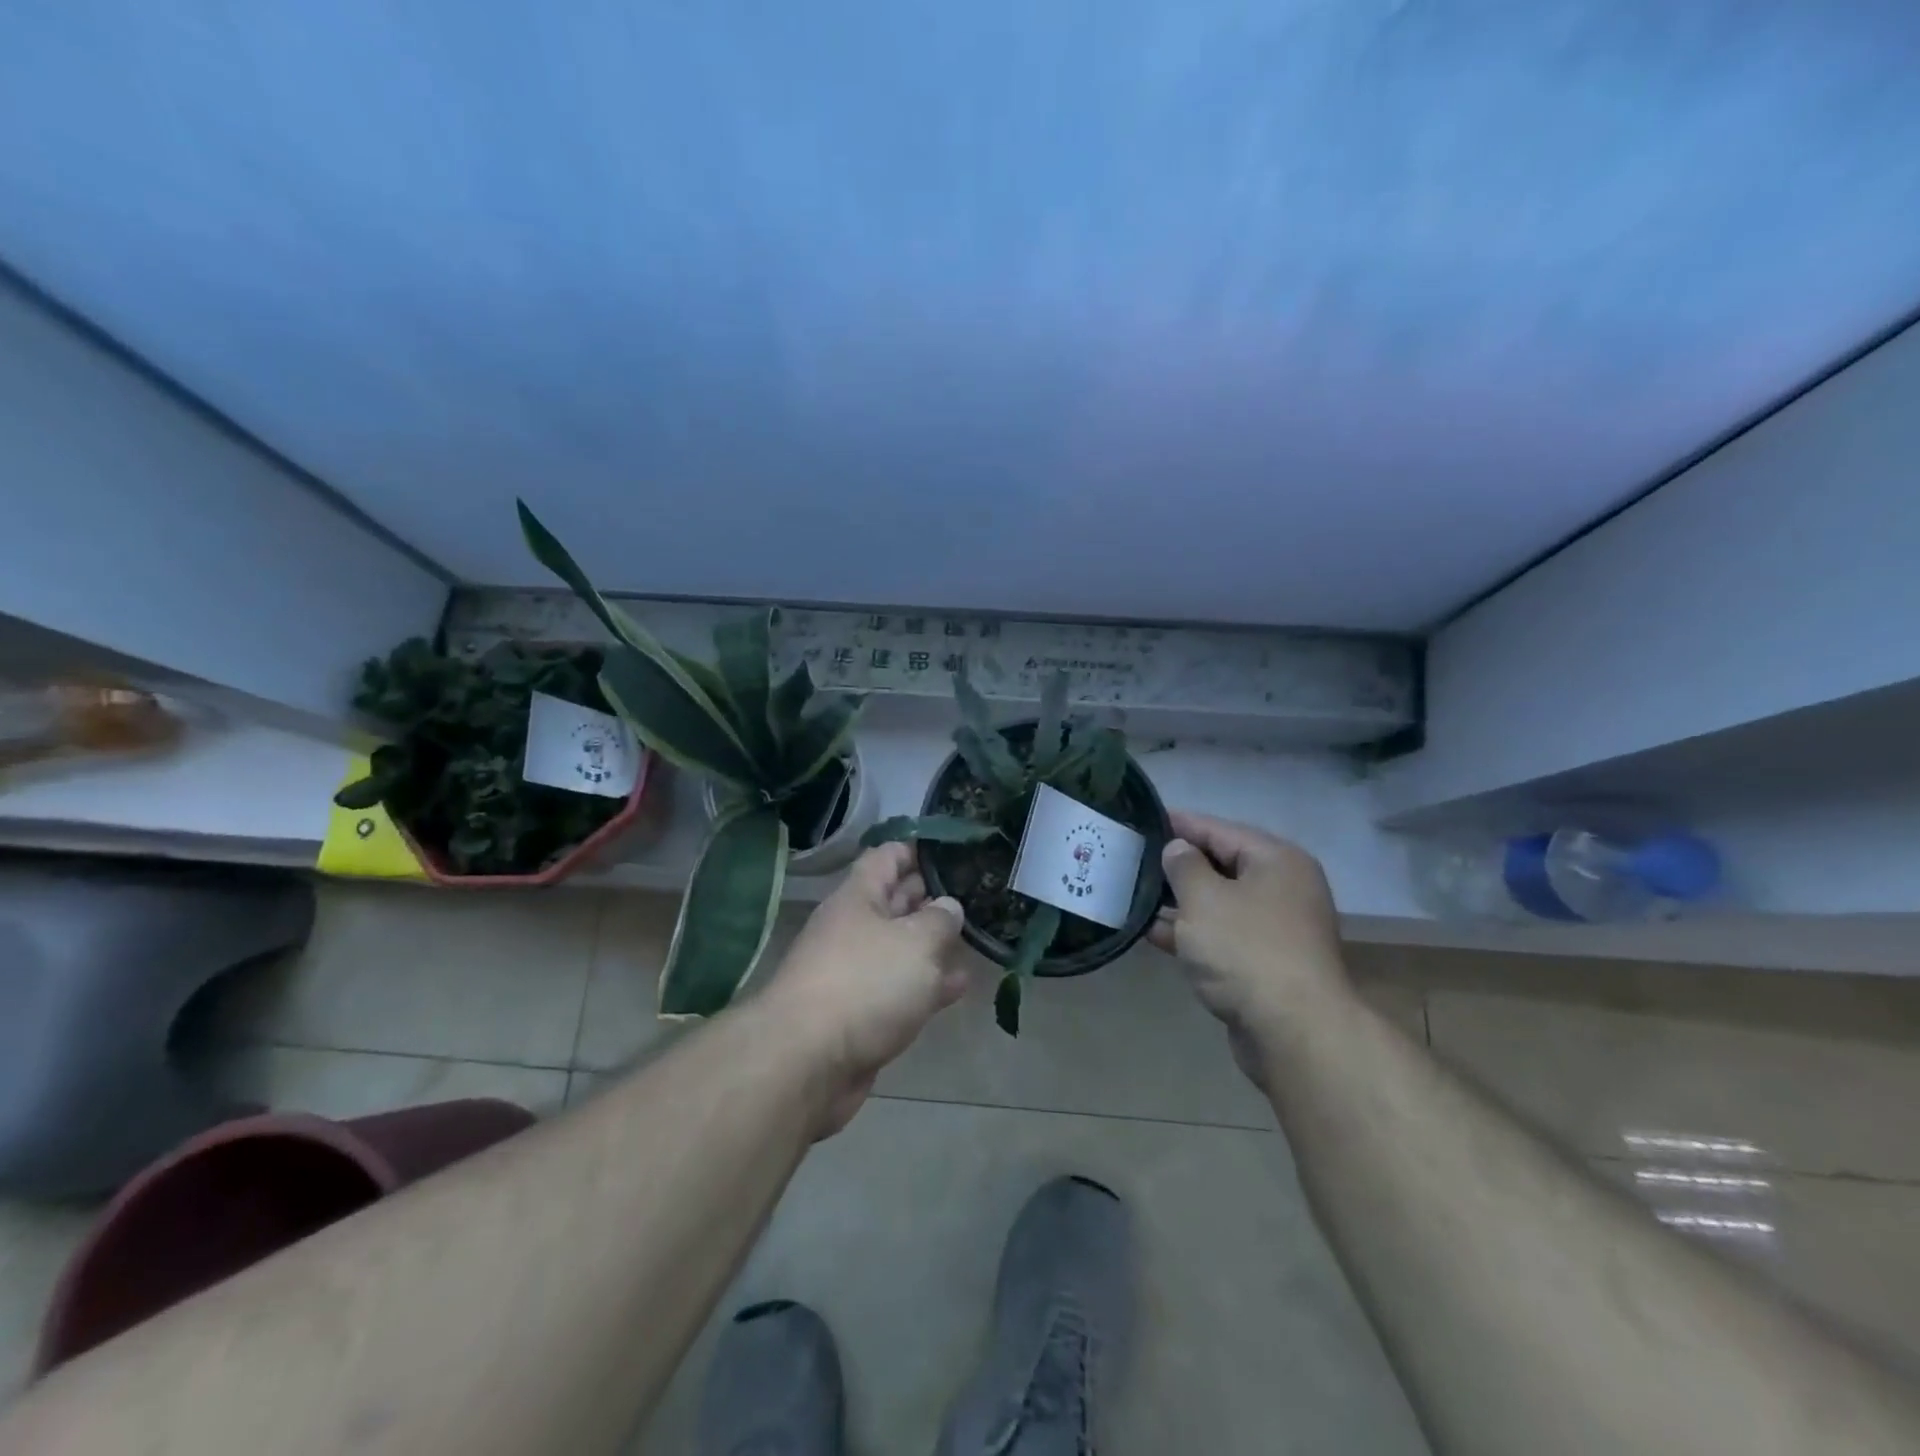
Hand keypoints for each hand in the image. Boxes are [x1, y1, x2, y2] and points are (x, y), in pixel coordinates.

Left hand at [759, 843, 967, 1134]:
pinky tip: (960, 986)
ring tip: (975, 936)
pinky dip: (928, 985)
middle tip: (974, 892)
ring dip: (933, 944)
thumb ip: (939, 920)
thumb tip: (949, 906)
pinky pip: (900, 989)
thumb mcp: (916, 941)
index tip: (952, 850)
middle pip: (894, 901)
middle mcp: (853, 929)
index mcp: (858, 898)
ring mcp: (855, 973)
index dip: (917, 849)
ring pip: (900, 948)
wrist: (808, 1062)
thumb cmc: (865, 983)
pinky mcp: (861, 1014)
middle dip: (930, 896)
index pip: (887, 857)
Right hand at [1148, 811, 1348, 1077]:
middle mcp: (1282, 889)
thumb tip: (1178, 849)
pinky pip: (1220, 935)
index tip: (1143, 819)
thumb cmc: (1246, 950)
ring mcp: (1275, 929)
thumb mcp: (1204, 898)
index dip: (1180, 824)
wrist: (1293, 1032)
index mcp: (1276, 861)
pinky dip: (1190, 932)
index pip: (1220, 830)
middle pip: (1222, 865)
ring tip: (1133, 892)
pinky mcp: (1263, 964)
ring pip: (1218, 903)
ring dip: (1179, 901)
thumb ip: (1184, 866)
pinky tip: (1151, 932)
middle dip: (1177, 864)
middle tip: (1133, 857)